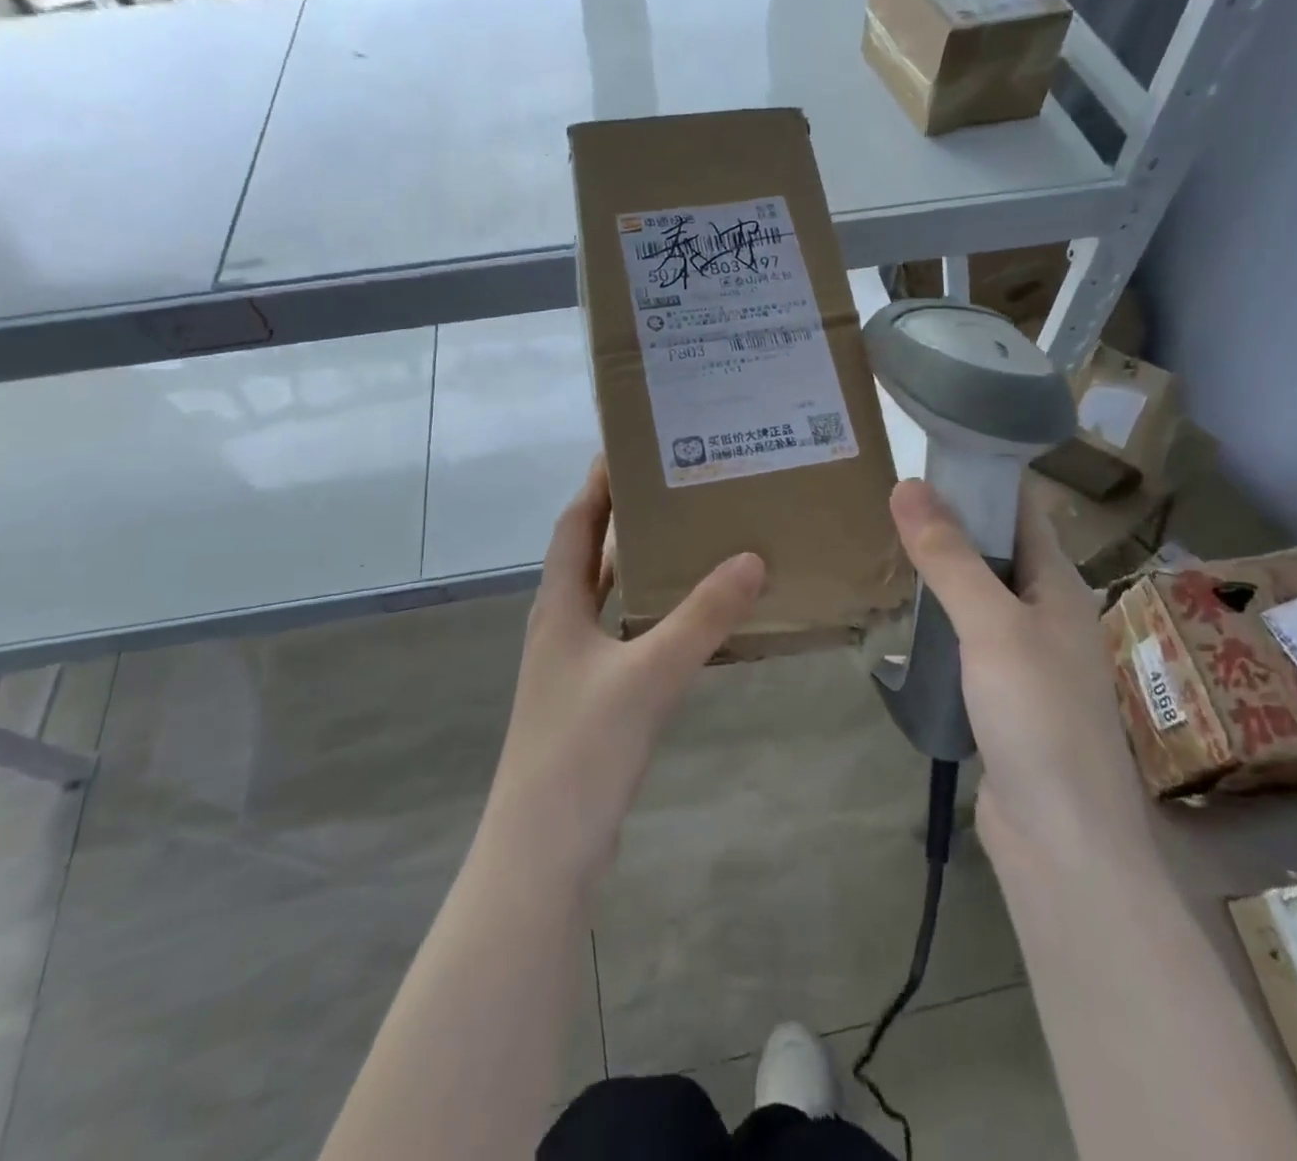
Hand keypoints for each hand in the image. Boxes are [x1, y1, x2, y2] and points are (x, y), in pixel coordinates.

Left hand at [483, 459, 765, 885]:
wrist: (544, 850)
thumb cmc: (583, 748)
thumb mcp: (649, 674)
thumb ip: (702, 618)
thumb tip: (752, 559)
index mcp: (558, 607)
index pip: (574, 525)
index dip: (597, 486)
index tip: (629, 447)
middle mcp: (560, 627)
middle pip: (589, 556)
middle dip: (623, 518)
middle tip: (675, 487)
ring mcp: (572, 666)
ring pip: (606, 598)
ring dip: (637, 567)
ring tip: (689, 539)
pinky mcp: (590, 699)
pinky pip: (622, 635)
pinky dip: (648, 614)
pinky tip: (686, 618)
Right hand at [887, 478, 1147, 860]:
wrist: (1061, 841)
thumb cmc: (1038, 717)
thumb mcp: (991, 626)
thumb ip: (950, 558)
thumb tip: (908, 485)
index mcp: (1061, 588)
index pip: (1023, 512)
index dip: (983, 479)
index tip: (928, 454)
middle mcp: (1048, 616)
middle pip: (998, 553)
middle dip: (951, 524)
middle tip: (888, 500)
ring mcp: (1025, 660)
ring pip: (979, 599)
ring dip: (942, 574)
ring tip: (885, 547)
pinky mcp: (1001, 698)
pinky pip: (967, 642)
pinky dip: (938, 622)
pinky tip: (902, 619)